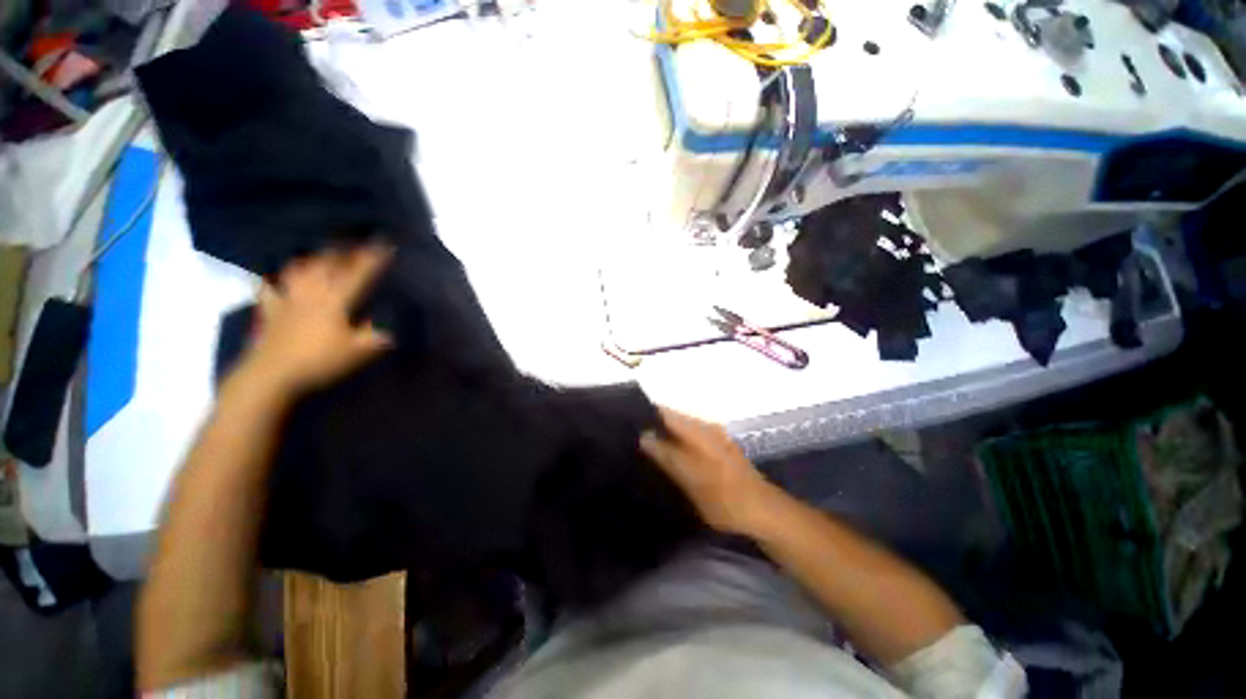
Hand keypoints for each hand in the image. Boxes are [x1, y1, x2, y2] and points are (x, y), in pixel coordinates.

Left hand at [245, 245, 393, 393]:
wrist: (271, 374)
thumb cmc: (319, 361)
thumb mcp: (357, 352)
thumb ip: (375, 337)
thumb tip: (391, 330)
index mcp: (335, 300)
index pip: (358, 274)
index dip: (372, 258)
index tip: (385, 243)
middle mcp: (312, 293)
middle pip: (327, 265)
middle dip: (342, 251)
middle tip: (352, 241)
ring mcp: (288, 300)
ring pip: (299, 271)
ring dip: (311, 259)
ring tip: (319, 254)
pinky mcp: (270, 312)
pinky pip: (268, 291)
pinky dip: (270, 282)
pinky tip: (270, 279)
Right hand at [640, 407, 779, 534]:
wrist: (762, 512)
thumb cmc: (725, 498)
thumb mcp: (692, 479)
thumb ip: (667, 455)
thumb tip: (643, 435)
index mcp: (698, 431)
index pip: (665, 412)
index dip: (645, 415)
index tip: (626, 424)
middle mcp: (705, 427)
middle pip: (672, 418)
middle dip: (653, 426)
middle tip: (631, 439)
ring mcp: (713, 436)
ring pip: (680, 428)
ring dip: (664, 435)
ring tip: (643, 447)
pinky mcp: (717, 447)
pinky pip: (689, 437)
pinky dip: (677, 443)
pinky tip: (668, 456)